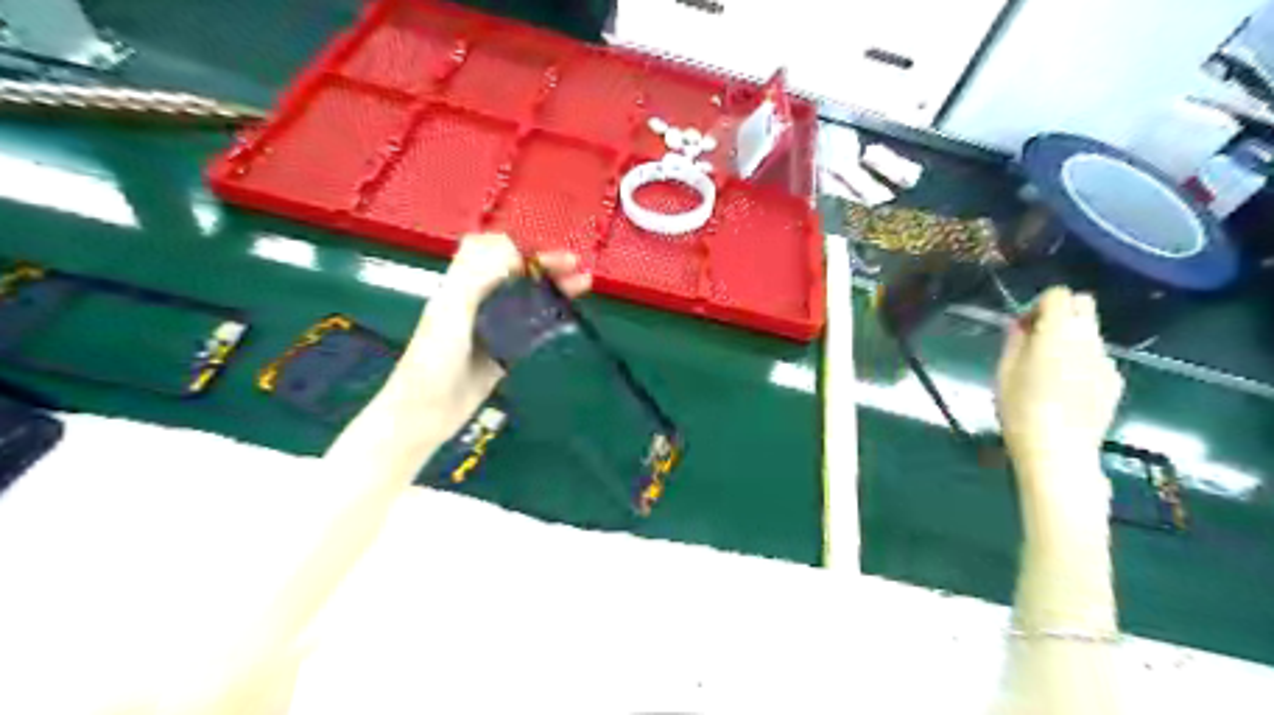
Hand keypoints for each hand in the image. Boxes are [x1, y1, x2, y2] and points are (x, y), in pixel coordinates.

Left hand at [387, 232, 590, 440]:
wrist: (425, 413)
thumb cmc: (431, 361)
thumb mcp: (450, 312)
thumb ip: (475, 277)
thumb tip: (511, 251)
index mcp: (460, 286)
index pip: (491, 251)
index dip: (518, 246)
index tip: (543, 251)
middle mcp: (478, 302)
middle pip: (515, 274)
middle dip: (544, 265)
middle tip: (574, 265)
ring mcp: (493, 328)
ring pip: (528, 300)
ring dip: (553, 288)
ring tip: (581, 284)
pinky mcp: (505, 352)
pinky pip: (532, 329)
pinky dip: (551, 318)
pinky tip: (569, 314)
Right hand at [995, 284, 1123, 514]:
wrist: (1058, 451)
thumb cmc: (1020, 409)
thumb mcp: (1004, 372)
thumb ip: (1015, 341)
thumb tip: (1023, 326)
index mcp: (1058, 332)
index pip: (1058, 294)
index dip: (1038, 304)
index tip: (1023, 327)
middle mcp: (1088, 339)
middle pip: (1084, 304)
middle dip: (1061, 312)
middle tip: (1038, 338)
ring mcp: (1106, 361)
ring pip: (1091, 333)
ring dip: (1071, 339)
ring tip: (1049, 369)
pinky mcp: (1115, 382)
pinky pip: (1097, 359)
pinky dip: (1082, 362)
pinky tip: (1065, 390)